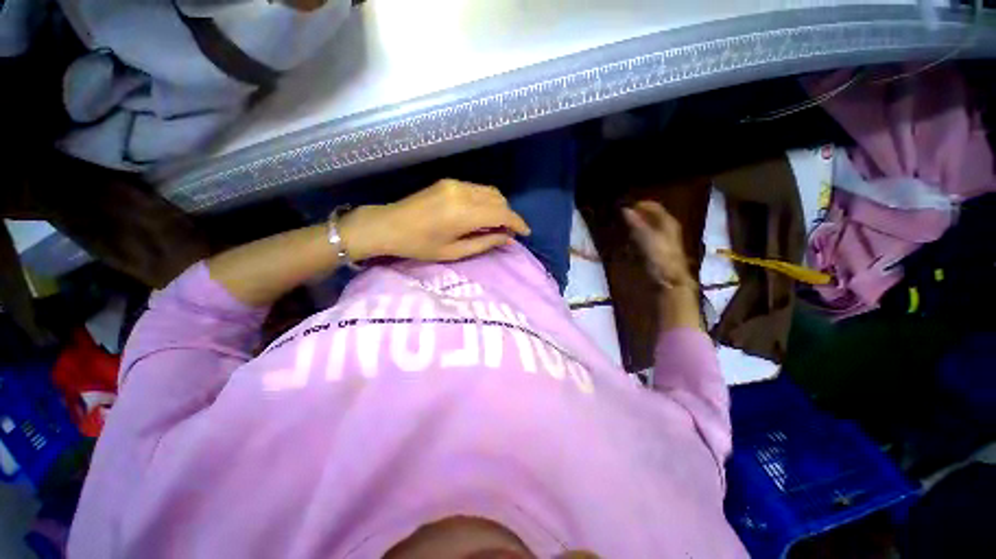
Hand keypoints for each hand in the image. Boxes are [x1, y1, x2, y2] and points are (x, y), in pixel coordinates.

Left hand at [341, 179, 530, 261]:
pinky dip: (487, 200)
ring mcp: (455, 184)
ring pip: (490, 191)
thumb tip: (508, 238)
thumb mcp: (454, 252)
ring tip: (496, 224)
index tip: (526, 233)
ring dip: (499, 207)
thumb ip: (485, 243)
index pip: (502, 213)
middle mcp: (463, 192)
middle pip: (499, 199)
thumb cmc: (420, 245)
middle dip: (509, 215)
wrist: (388, 225)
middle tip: (508, 233)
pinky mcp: (449, 182)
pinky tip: (481, 214)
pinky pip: (478, 189)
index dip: (518, 223)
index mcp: (463, 213)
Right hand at [623, 201, 694, 288]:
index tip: (624, 206)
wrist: (670, 278)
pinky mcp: (658, 250)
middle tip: (622, 217)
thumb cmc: (660, 255)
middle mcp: (667, 228)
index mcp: (668, 221)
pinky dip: (637, 236)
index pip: (653, 206)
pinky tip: (629, 240)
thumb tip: (624, 209)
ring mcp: (663, 239)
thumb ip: (635, 222)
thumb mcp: (646, 237)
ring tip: (623, 227)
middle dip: (636, 215)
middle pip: (650, 216)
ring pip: (648, 227)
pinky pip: (646, 237)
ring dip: (636, 226)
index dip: (639, 205)